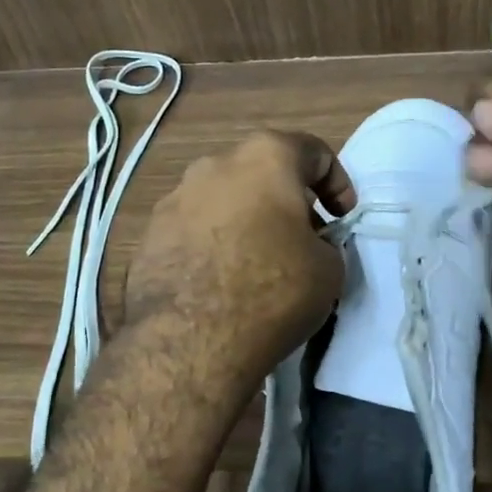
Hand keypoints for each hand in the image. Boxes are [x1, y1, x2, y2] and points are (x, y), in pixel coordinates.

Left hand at [124, 130, 356, 396]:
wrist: (189, 339)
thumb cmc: (272, 290)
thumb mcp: (330, 269)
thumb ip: (324, 243)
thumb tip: (308, 245)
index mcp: (265, 157)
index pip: (313, 152)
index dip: (337, 184)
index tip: (342, 217)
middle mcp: (214, 164)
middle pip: (262, 172)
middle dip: (287, 201)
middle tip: (303, 238)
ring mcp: (174, 198)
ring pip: (223, 199)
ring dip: (246, 221)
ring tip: (258, 262)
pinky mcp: (149, 234)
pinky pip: (194, 229)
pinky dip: (214, 244)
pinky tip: (221, 280)